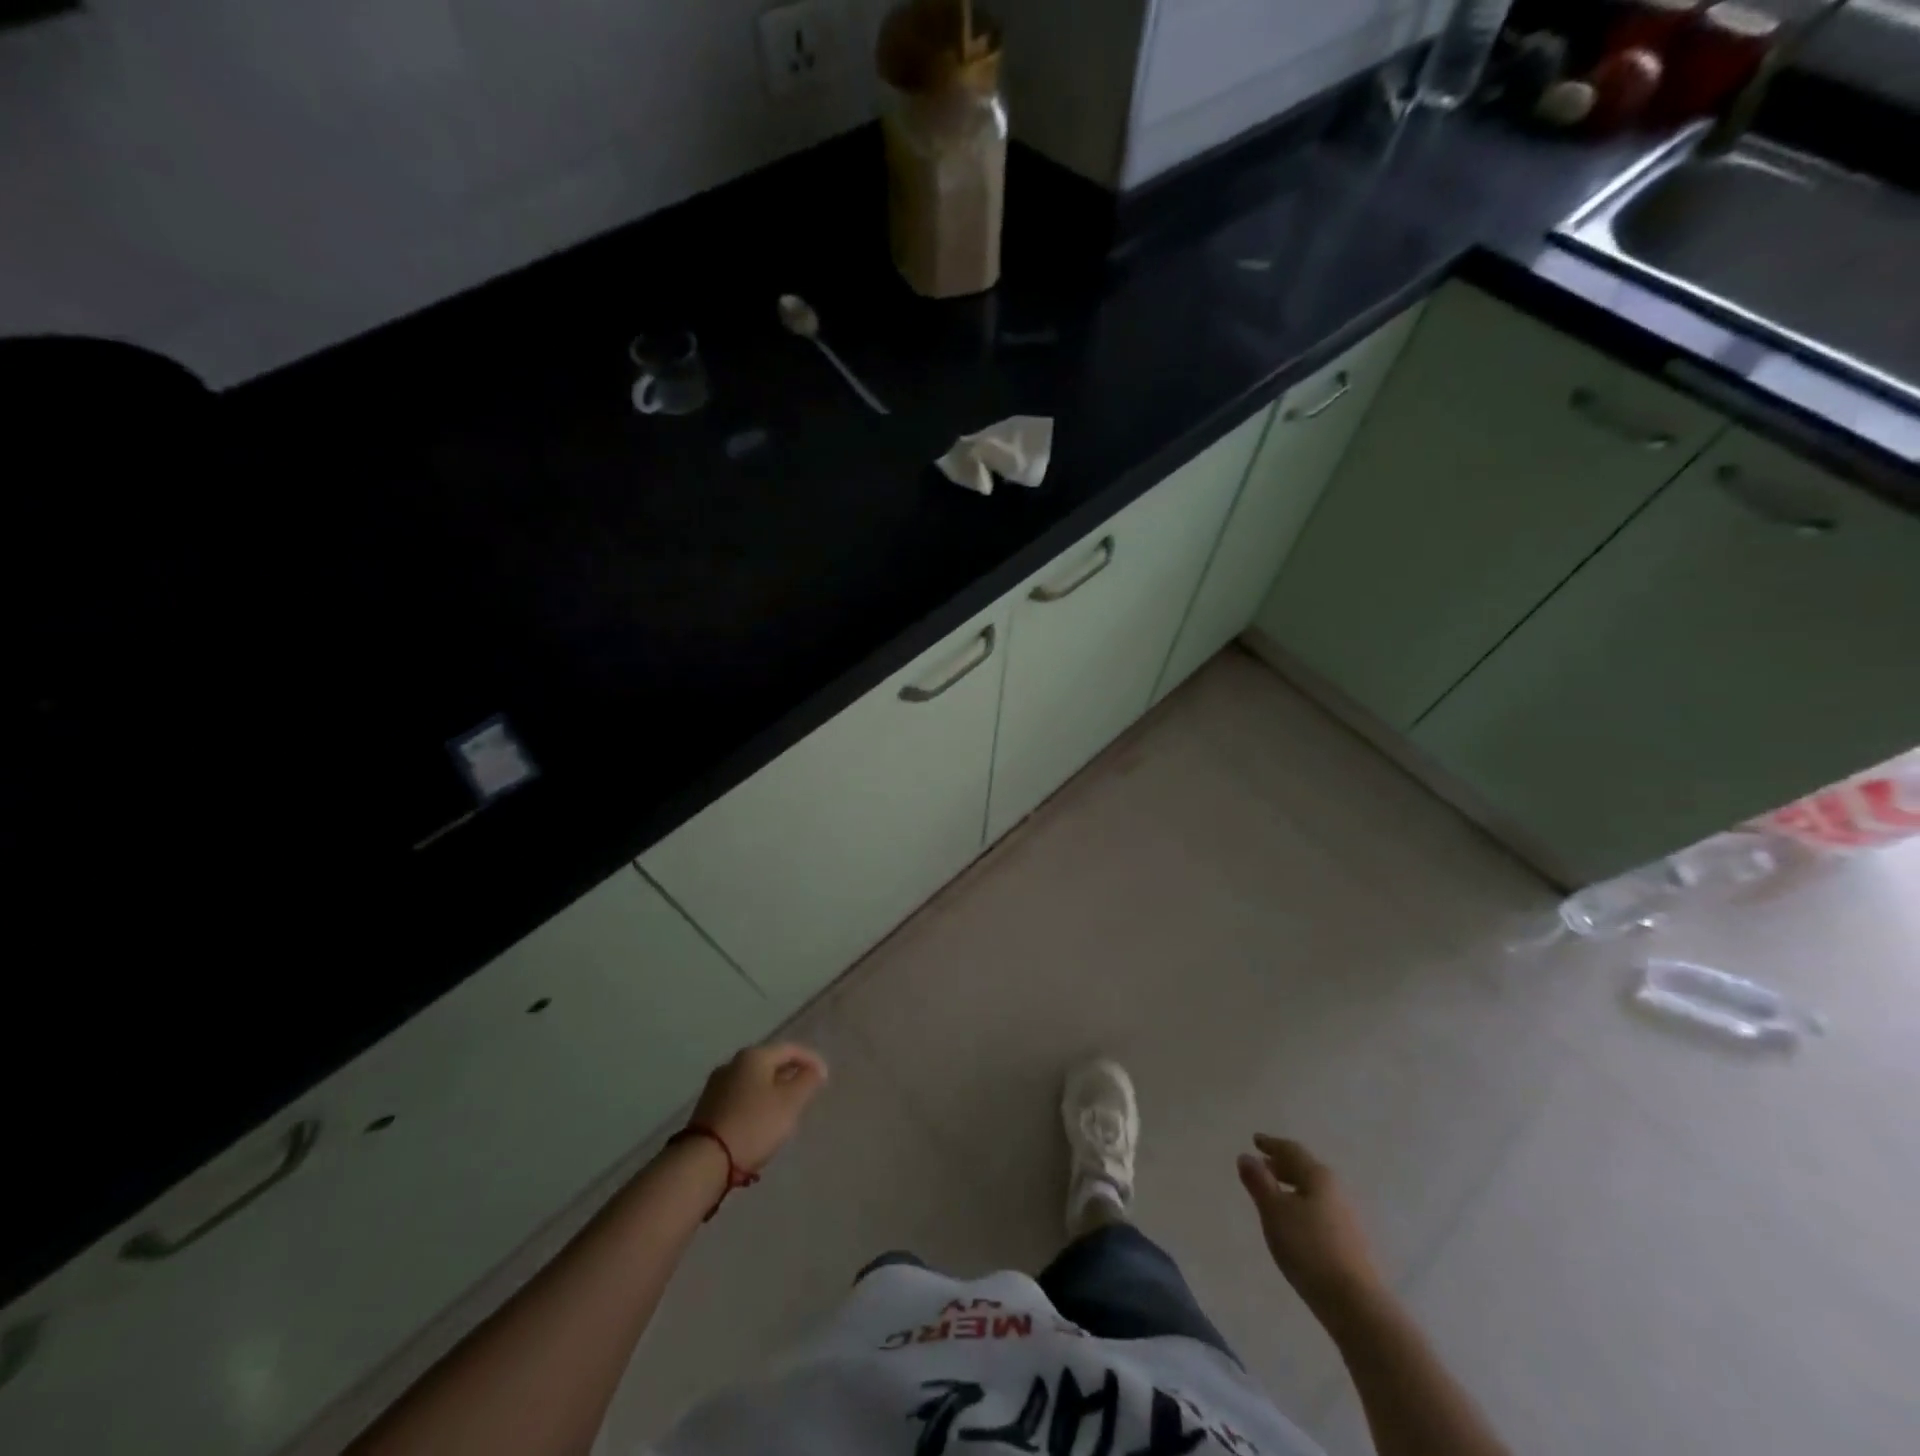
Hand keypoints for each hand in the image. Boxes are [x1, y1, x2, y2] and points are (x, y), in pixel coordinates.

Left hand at [689, 1043, 828, 1171]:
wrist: (704, 1161)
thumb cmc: (754, 1125)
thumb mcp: (790, 1102)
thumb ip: (807, 1081)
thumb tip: (816, 1070)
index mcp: (754, 1056)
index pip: (790, 1049)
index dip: (811, 1060)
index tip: (825, 1078)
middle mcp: (733, 1063)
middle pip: (770, 1063)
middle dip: (790, 1075)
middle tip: (807, 1092)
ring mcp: (717, 1085)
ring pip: (754, 1081)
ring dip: (773, 1091)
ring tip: (786, 1110)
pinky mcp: (707, 1108)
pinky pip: (741, 1097)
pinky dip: (756, 1103)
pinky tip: (761, 1121)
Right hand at [1238, 1135, 1383, 1316]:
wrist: (1355, 1305)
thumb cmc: (1309, 1249)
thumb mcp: (1274, 1212)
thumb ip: (1259, 1182)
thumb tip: (1246, 1157)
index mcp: (1318, 1176)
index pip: (1291, 1150)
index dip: (1271, 1144)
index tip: (1255, 1140)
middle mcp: (1336, 1190)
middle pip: (1305, 1169)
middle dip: (1281, 1166)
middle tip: (1261, 1166)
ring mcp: (1347, 1217)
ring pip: (1313, 1191)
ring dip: (1292, 1187)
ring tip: (1274, 1195)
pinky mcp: (1351, 1242)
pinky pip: (1320, 1210)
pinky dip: (1302, 1206)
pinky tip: (1295, 1223)